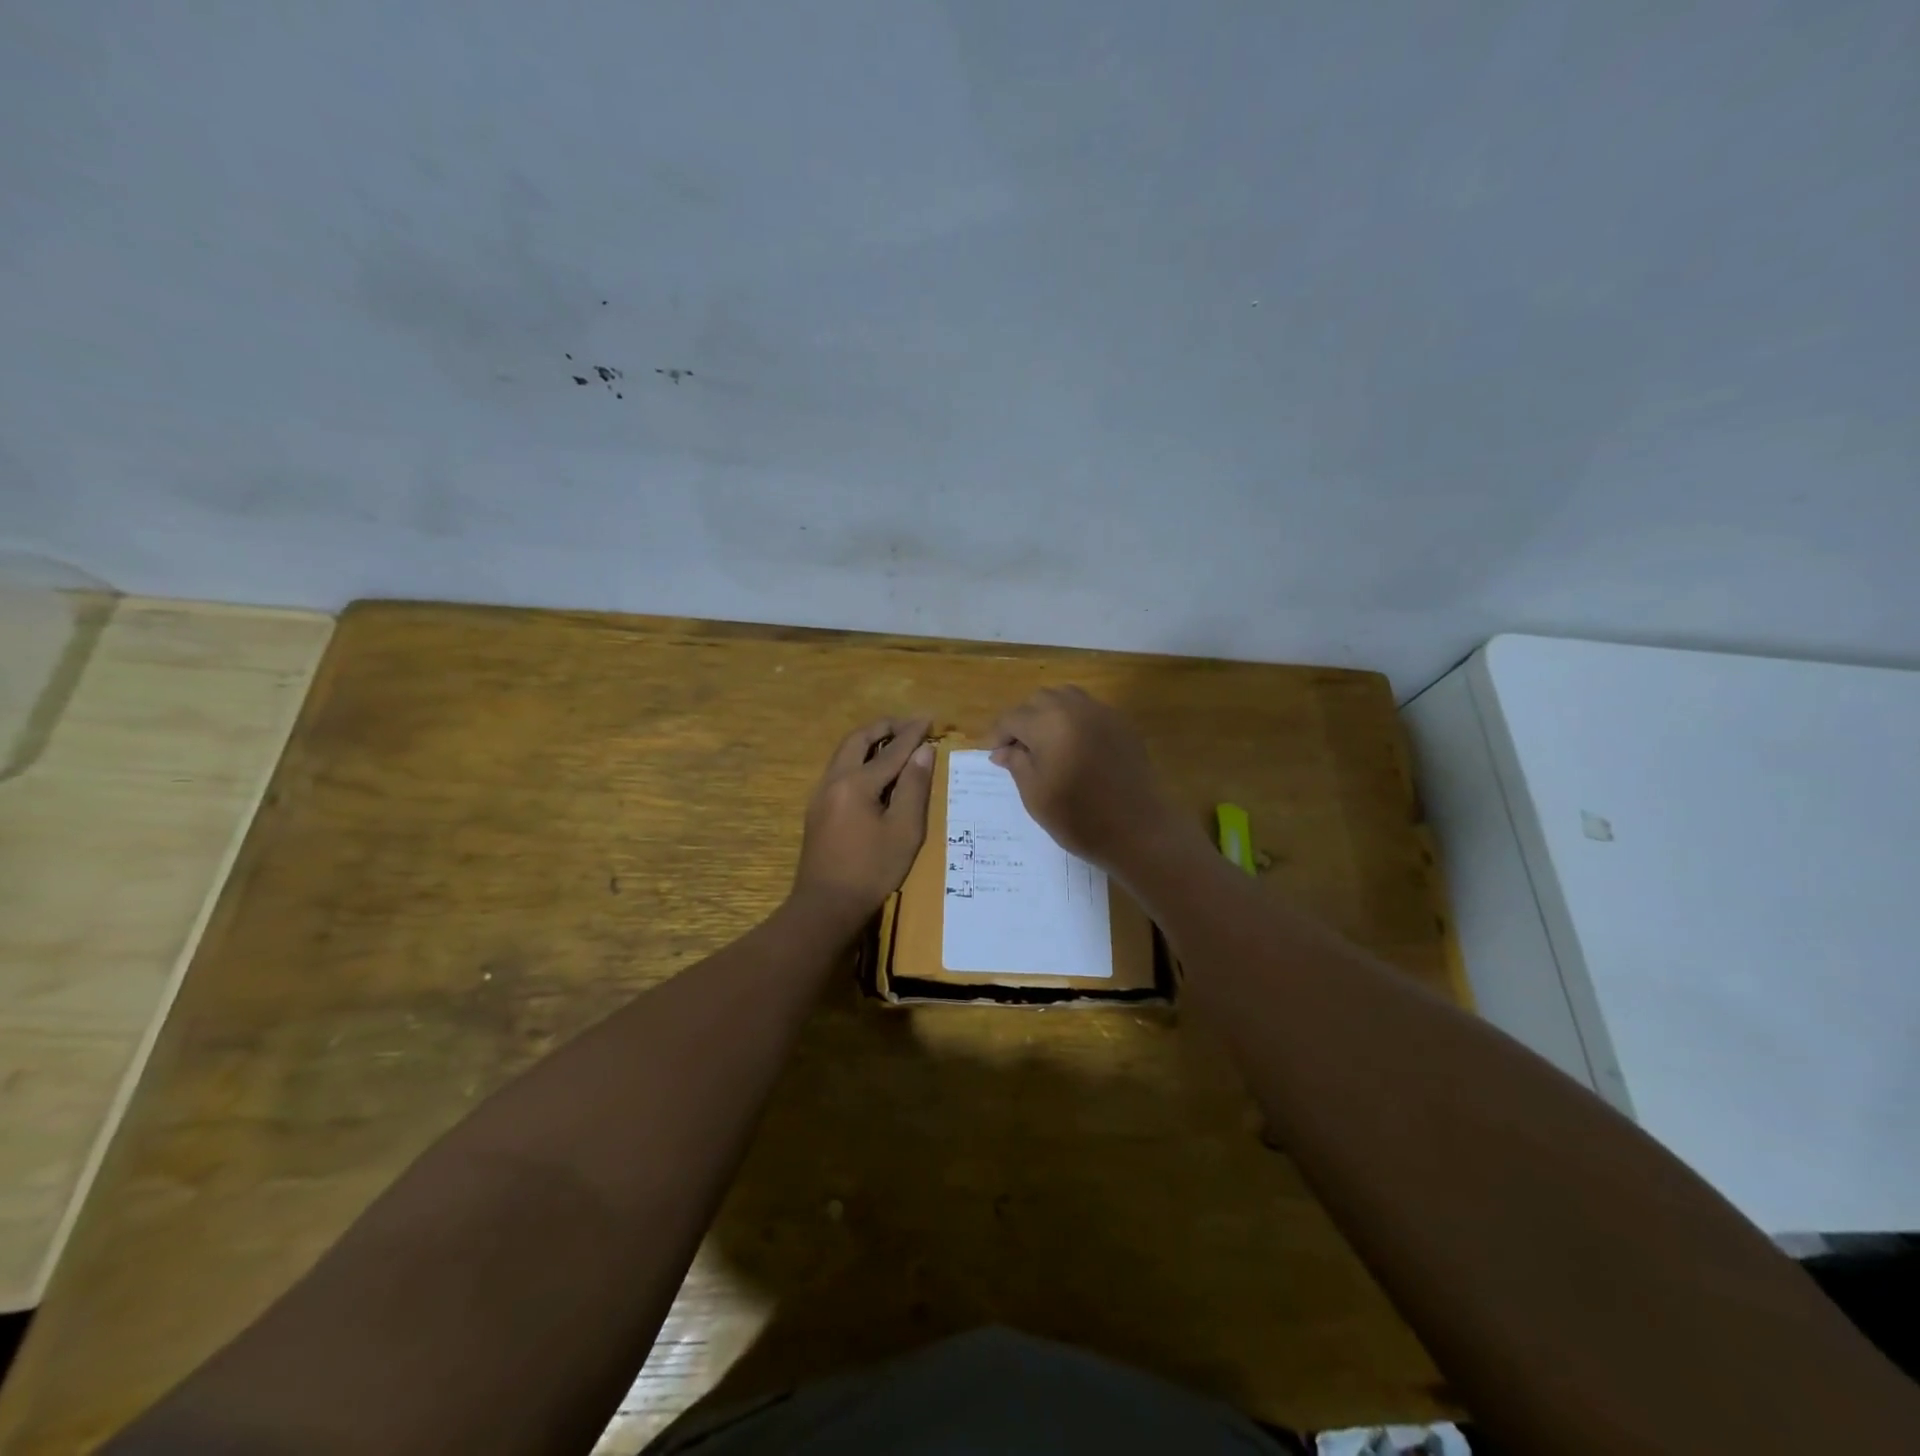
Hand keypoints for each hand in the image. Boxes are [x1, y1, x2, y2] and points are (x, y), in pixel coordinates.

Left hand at [792, 717, 935, 927]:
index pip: (891, 750)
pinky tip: (873, 770)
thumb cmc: (872, 870)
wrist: (826, 905)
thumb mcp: (904, 830)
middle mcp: (834, 780)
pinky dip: (859, 758)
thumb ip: (914, 787)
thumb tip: (923, 752)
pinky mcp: (818, 809)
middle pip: (858, 740)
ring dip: (869, 741)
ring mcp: (821, 794)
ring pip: (844, 752)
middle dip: (885, 727)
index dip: (912, 733)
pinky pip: (840, 769)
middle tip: (909, 725)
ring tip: (893, 741)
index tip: (929, 718)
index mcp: (856, 783)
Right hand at [989, 686, 1187, 872]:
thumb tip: (1002, 750)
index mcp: (1048, 723)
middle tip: (1017, 749)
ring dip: (1048, 714)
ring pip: (1066, 698)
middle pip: (1038, 700)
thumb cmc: (1078, 817)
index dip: (998, 735)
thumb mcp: (1035, 794)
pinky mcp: (1122, 725)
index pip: (1012, 718)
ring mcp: (1102, 713)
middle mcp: (1074, 708)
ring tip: (1044, 743)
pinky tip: (1073, 746)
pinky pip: (1089, 710)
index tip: (992, 754)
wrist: (1138, 830)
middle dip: (1023, 720)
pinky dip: (1073, 720)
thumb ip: (1016, 763)